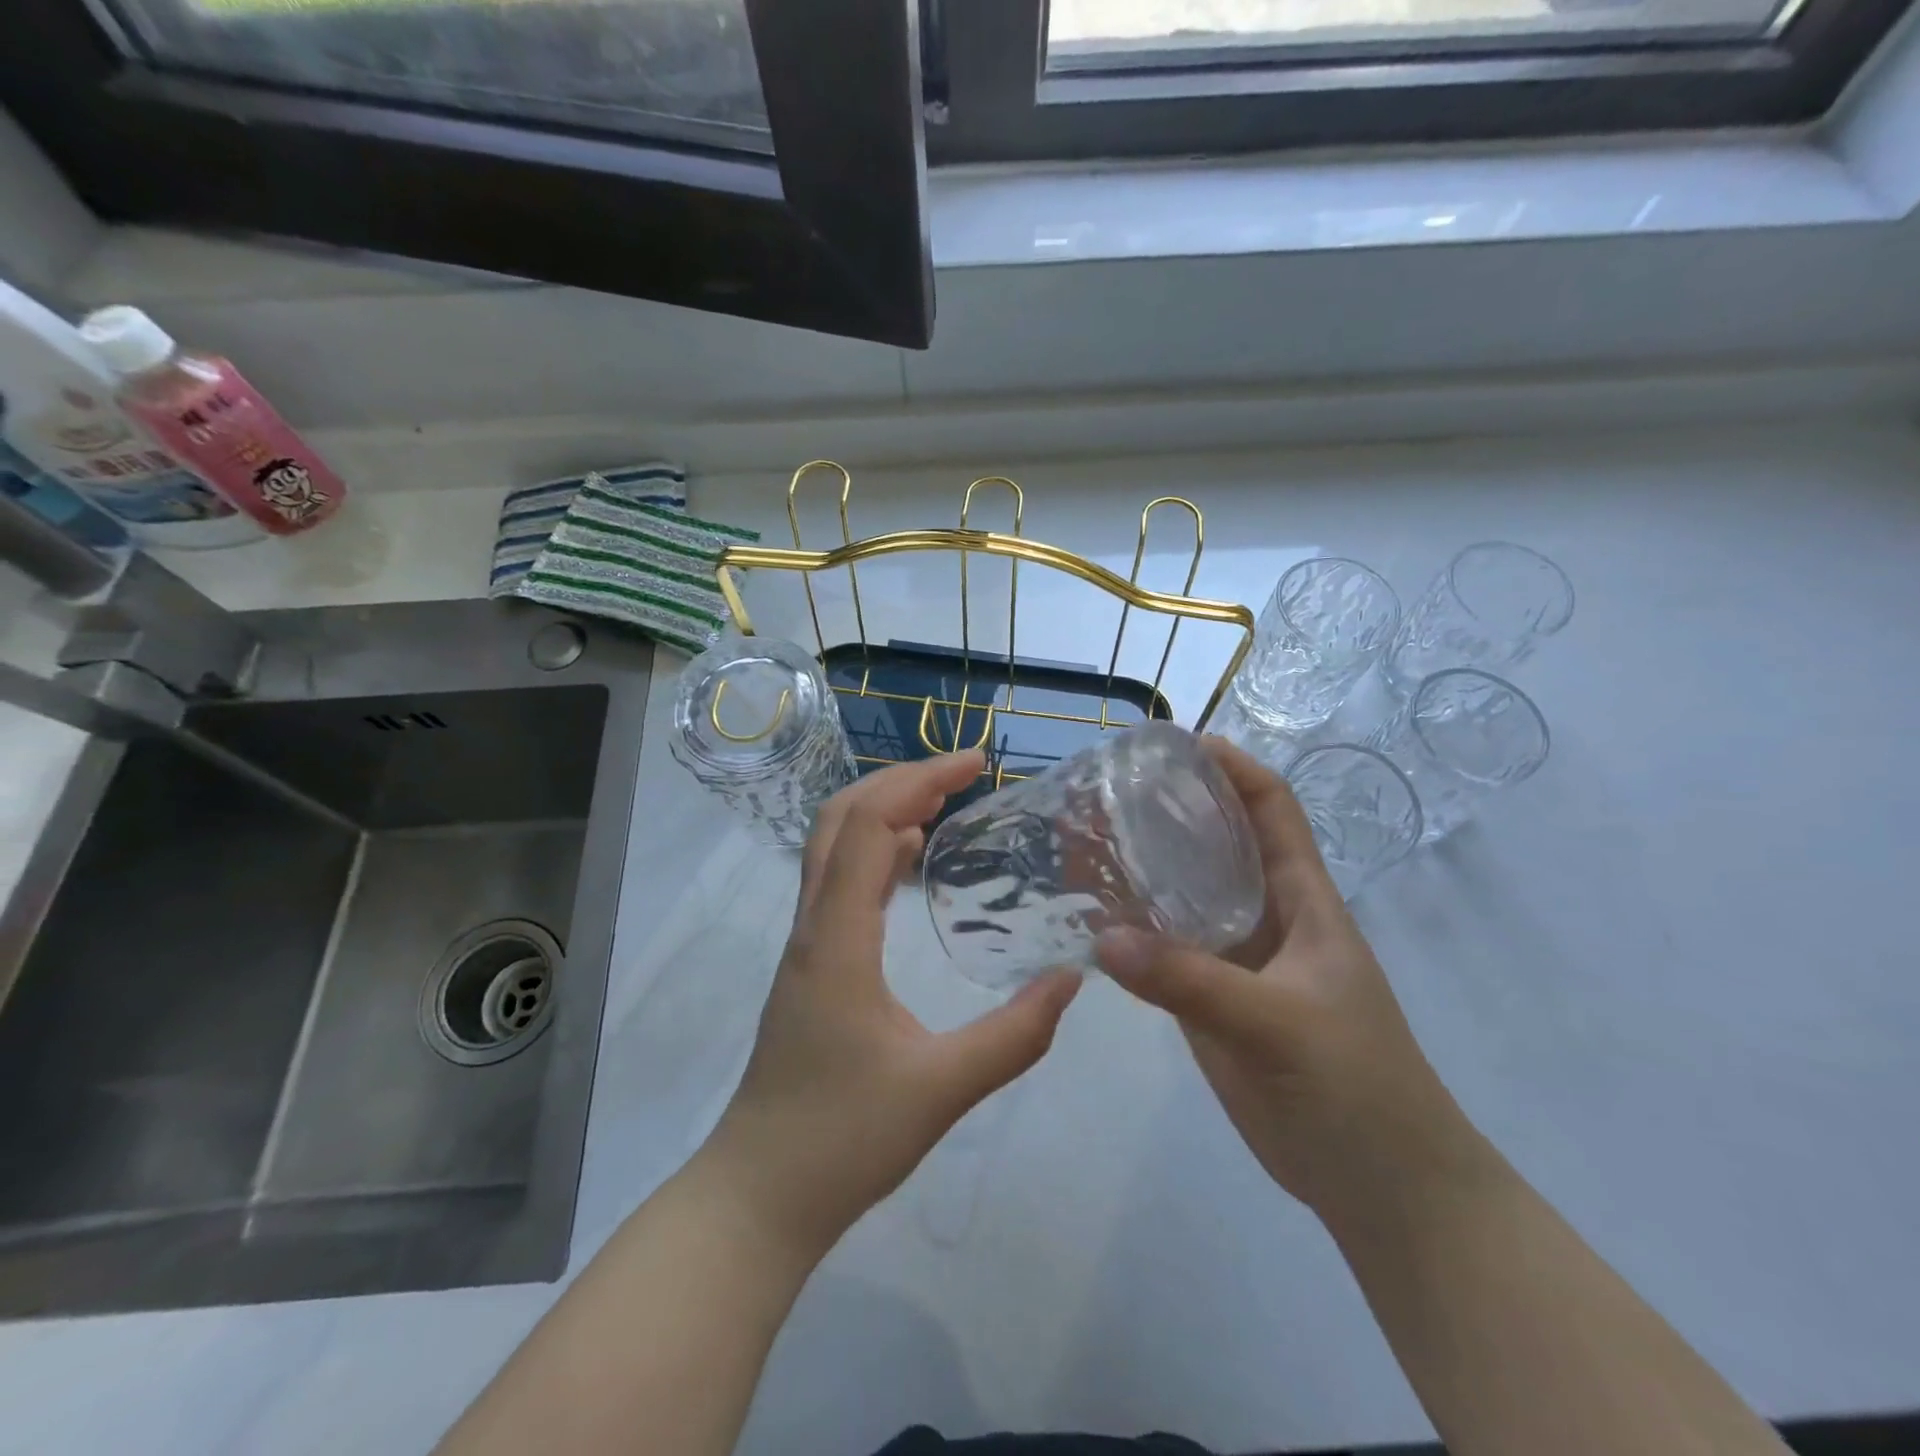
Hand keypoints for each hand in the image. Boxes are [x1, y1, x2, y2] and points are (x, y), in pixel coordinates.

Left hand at [702, 750, 1081, 1257]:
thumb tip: (1071, 979)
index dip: (920, 780)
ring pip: (833, 846)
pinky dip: (875, 850)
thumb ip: (1014, 1035)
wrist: (758, 1195)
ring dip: (884, 809)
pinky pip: (838, 881)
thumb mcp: (942, 1089)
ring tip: (944, 801)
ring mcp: (807, 944)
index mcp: (838, 938)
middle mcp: (814, 925)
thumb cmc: (842, 1141)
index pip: (867, 825)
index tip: (977, 764)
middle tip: (963, 772)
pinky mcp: (812, 965)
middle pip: (840, 818)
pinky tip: (910, 858)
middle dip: (900, 779)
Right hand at [1095, 740, 1491, 1222]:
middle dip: (1164, 810)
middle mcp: (1264, 915)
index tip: (1171, 745)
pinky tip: (1085, 916)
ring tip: (1077, 843)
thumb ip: (1192, 982)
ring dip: (1135, 867)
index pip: (1270, 808)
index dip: (1230, 767)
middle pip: (1212, 842)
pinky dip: (1126, 928)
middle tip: (1100, 792)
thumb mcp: (1279, 1024)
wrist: (1379, 1185)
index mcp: (1302, 899)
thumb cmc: (1356, 1087)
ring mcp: (1233, 957)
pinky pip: (1161, 948)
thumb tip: (1103, 936)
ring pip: (1180, 894)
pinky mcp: (1207, 997)